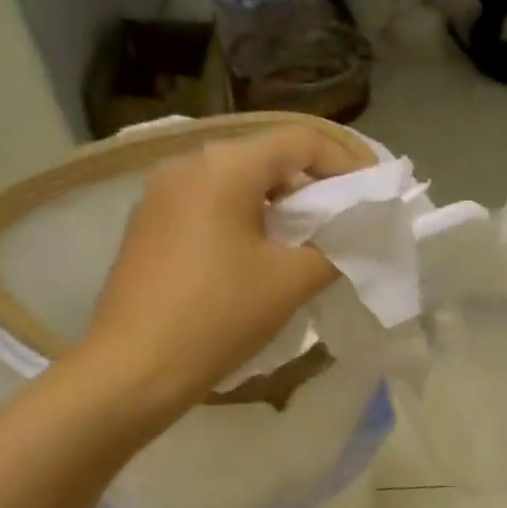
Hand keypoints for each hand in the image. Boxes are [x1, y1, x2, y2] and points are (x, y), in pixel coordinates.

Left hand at [84, 125, 361, 417]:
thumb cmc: (218, 316)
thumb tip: (349, 238)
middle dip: (311, 187)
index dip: (346, 162)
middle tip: (341, 223)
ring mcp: (160, 195)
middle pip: (266, 159)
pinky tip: (253, 261)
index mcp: (226, 166)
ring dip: (276, 207)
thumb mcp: (289, 283)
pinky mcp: (147, 227)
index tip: (372, 193)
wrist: (134, 367)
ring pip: (235, 185)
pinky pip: (207, 209)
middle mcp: (187, 165)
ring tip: (302, 246)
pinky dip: (242, 222)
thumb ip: (332, 250)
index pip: (301, 140)